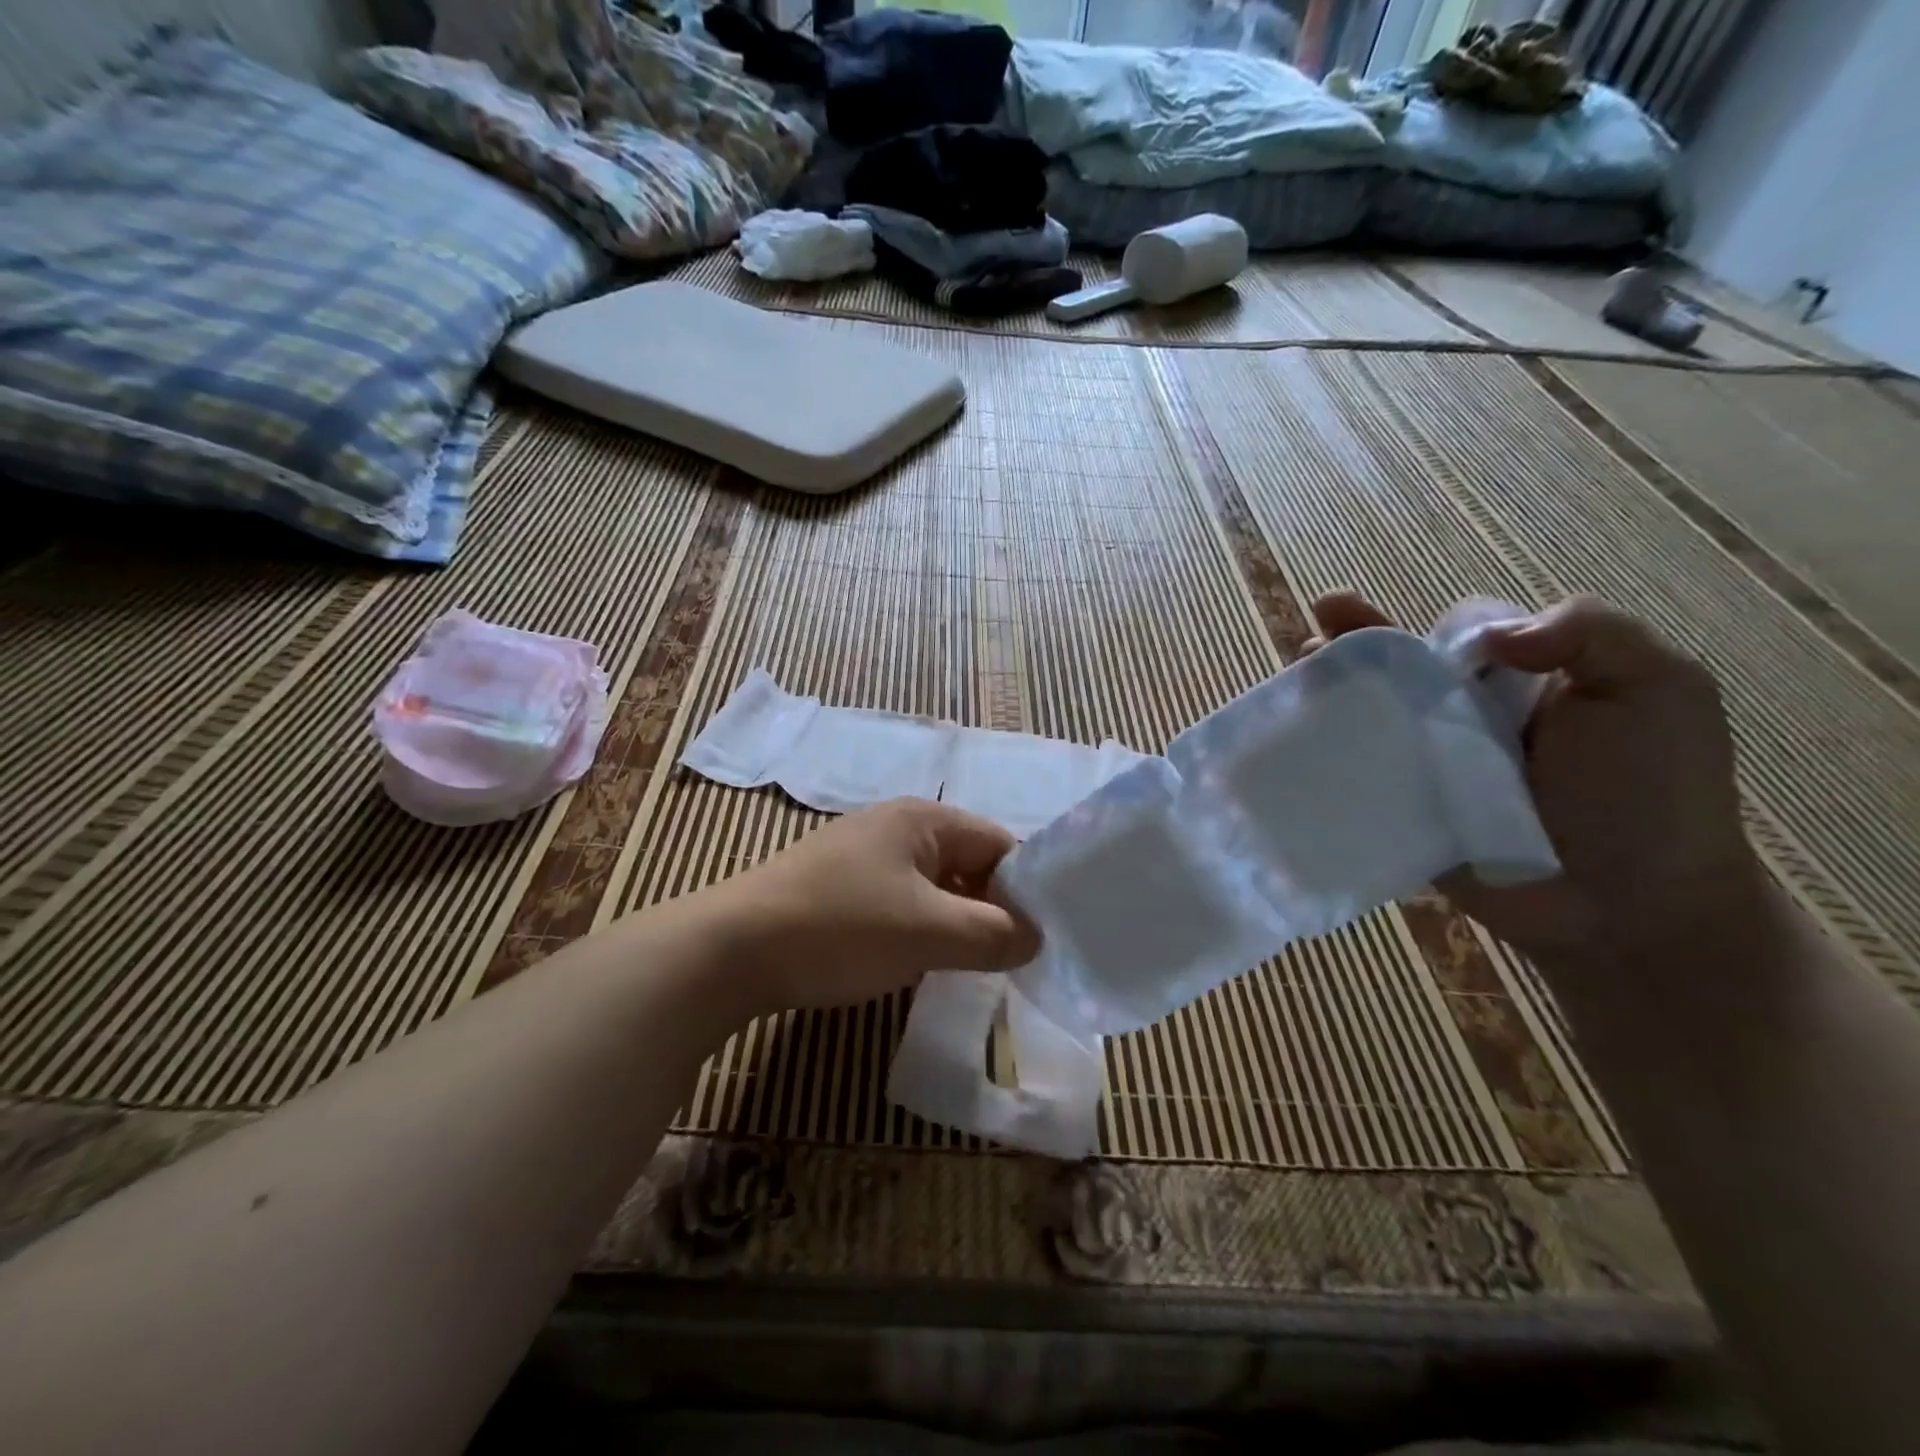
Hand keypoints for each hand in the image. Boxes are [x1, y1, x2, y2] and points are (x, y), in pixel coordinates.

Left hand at [712, 798, 1040, 1012]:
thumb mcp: (930, 933)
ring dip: (956, 922)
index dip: (1027, 888)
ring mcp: (863, 856)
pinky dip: (920, 929)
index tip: (1042, 938)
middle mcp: (896, 826)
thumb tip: (1037, 938)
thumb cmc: (842, 928)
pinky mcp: (839, 886)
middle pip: (967, 863)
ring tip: (971, 967)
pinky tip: (920, 962)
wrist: (732, 949)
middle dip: (991, 908)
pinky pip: (901, 902)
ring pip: (934, 887)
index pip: (1000, 843)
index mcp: (924, 819)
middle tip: (1011, 960)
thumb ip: (994, 934)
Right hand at [1303, 591, 1760, 959]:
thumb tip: (1493, 638)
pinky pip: (1358, 764)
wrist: (1623, 907)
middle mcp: (1472, 711)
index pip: (1469, 629)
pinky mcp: (1403, 800)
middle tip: (1326, 616)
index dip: (1445, 628)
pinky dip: (1322, 742)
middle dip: (1359, 633)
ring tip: (1299, 663)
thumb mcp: (1660, 690)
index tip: (1449, 650)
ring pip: (1372, 707)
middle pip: (1405, 661)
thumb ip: (1592, 632)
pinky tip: (1295, 727)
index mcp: (1530, 677)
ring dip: (1331, 680)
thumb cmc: (1650, 795)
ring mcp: (1432, 758)